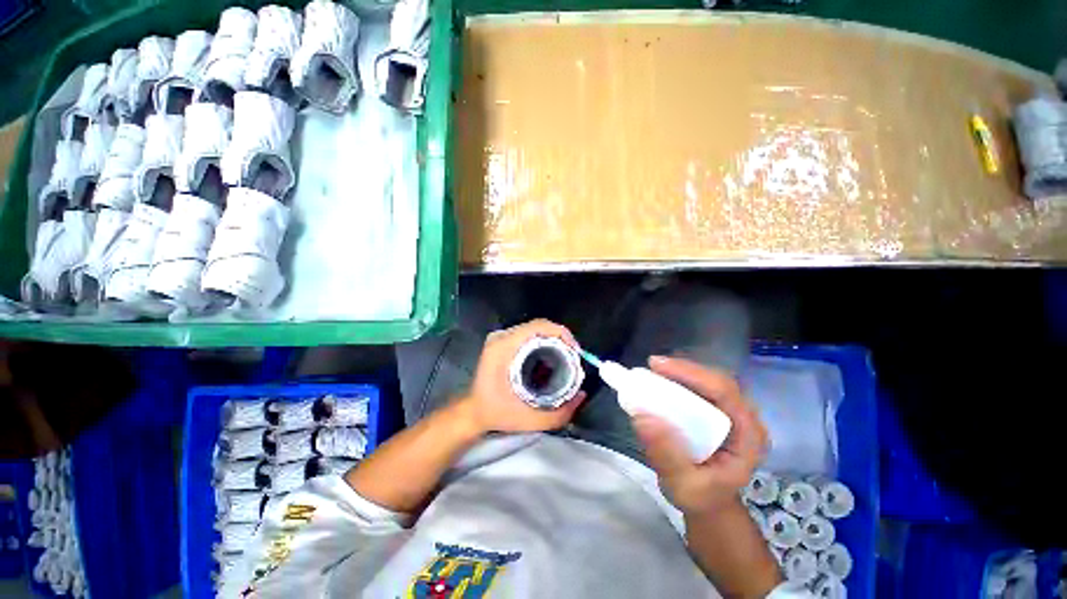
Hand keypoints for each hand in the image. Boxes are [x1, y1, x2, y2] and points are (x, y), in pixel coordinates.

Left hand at [459, 319, 586, 434]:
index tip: (574, 352)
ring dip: (553, 340)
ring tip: (565, 358)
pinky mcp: (503, 341)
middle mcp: (502, 337)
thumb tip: (582, 395)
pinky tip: (551, 357)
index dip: (562, 334)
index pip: (539, 326)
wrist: (472, 411)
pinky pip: (529, 334)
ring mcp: (501, 337)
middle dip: (561, 339)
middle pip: (539, 326)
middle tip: (572, 358)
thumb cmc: (497, 413)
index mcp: (504, 347)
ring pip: (535, 329)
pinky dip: (544, 342)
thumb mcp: (530, 420)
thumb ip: (560, 413)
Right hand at [632, 356, 767, 514]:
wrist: (709, 503)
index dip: (692, 374)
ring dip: (682, 371)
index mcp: (748, 437)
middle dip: (685, 369)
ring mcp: (733, 414)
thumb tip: (642, 417)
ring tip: (655, 370)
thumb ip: (666, 455)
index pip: (725, 392)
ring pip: (710, 380)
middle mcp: (745, 419)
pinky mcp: (720, 412)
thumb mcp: (682, 485)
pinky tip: (663, 379)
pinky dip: (681, 379)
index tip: (659, 367)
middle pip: (718, 380)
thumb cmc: (701, 497)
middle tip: (653, 365)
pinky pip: (702, 387)